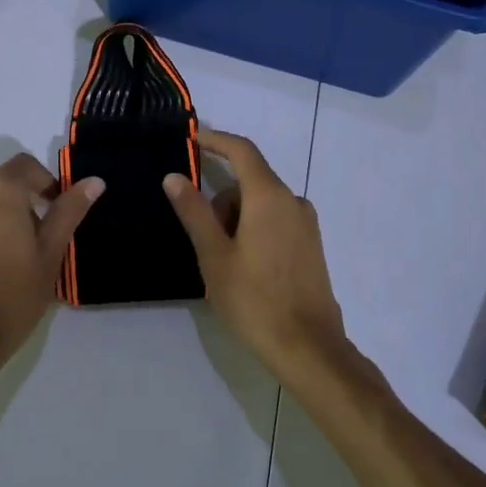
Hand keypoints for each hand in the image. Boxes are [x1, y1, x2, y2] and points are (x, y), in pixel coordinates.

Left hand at [0, 153, 103, 364]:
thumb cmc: (12, 295)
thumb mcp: (51, 253)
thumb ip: (69, 211)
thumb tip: (94, 182)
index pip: (27, 166)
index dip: (47, 184)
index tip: (57, 214)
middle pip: (3, 185)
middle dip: (23, 205)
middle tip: (37, 244)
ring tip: (10, 259)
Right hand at [162, 129, 346, 381]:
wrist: (308, 347)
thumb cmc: (254, 299)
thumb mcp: (214, 256)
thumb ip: (194, 211)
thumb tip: (174, 176)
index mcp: (269, 197)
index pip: (242, 151)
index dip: (216, 140)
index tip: (192, 138)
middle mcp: (292, 201)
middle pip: (249, 182)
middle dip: (221, 201)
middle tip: (205, 241)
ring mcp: (306, 224)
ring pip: (261, 204)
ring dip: (237, 219)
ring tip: (225, 264)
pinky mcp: (311, 244)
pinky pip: (276, 221)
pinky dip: (255, 230)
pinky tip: (246, 268)